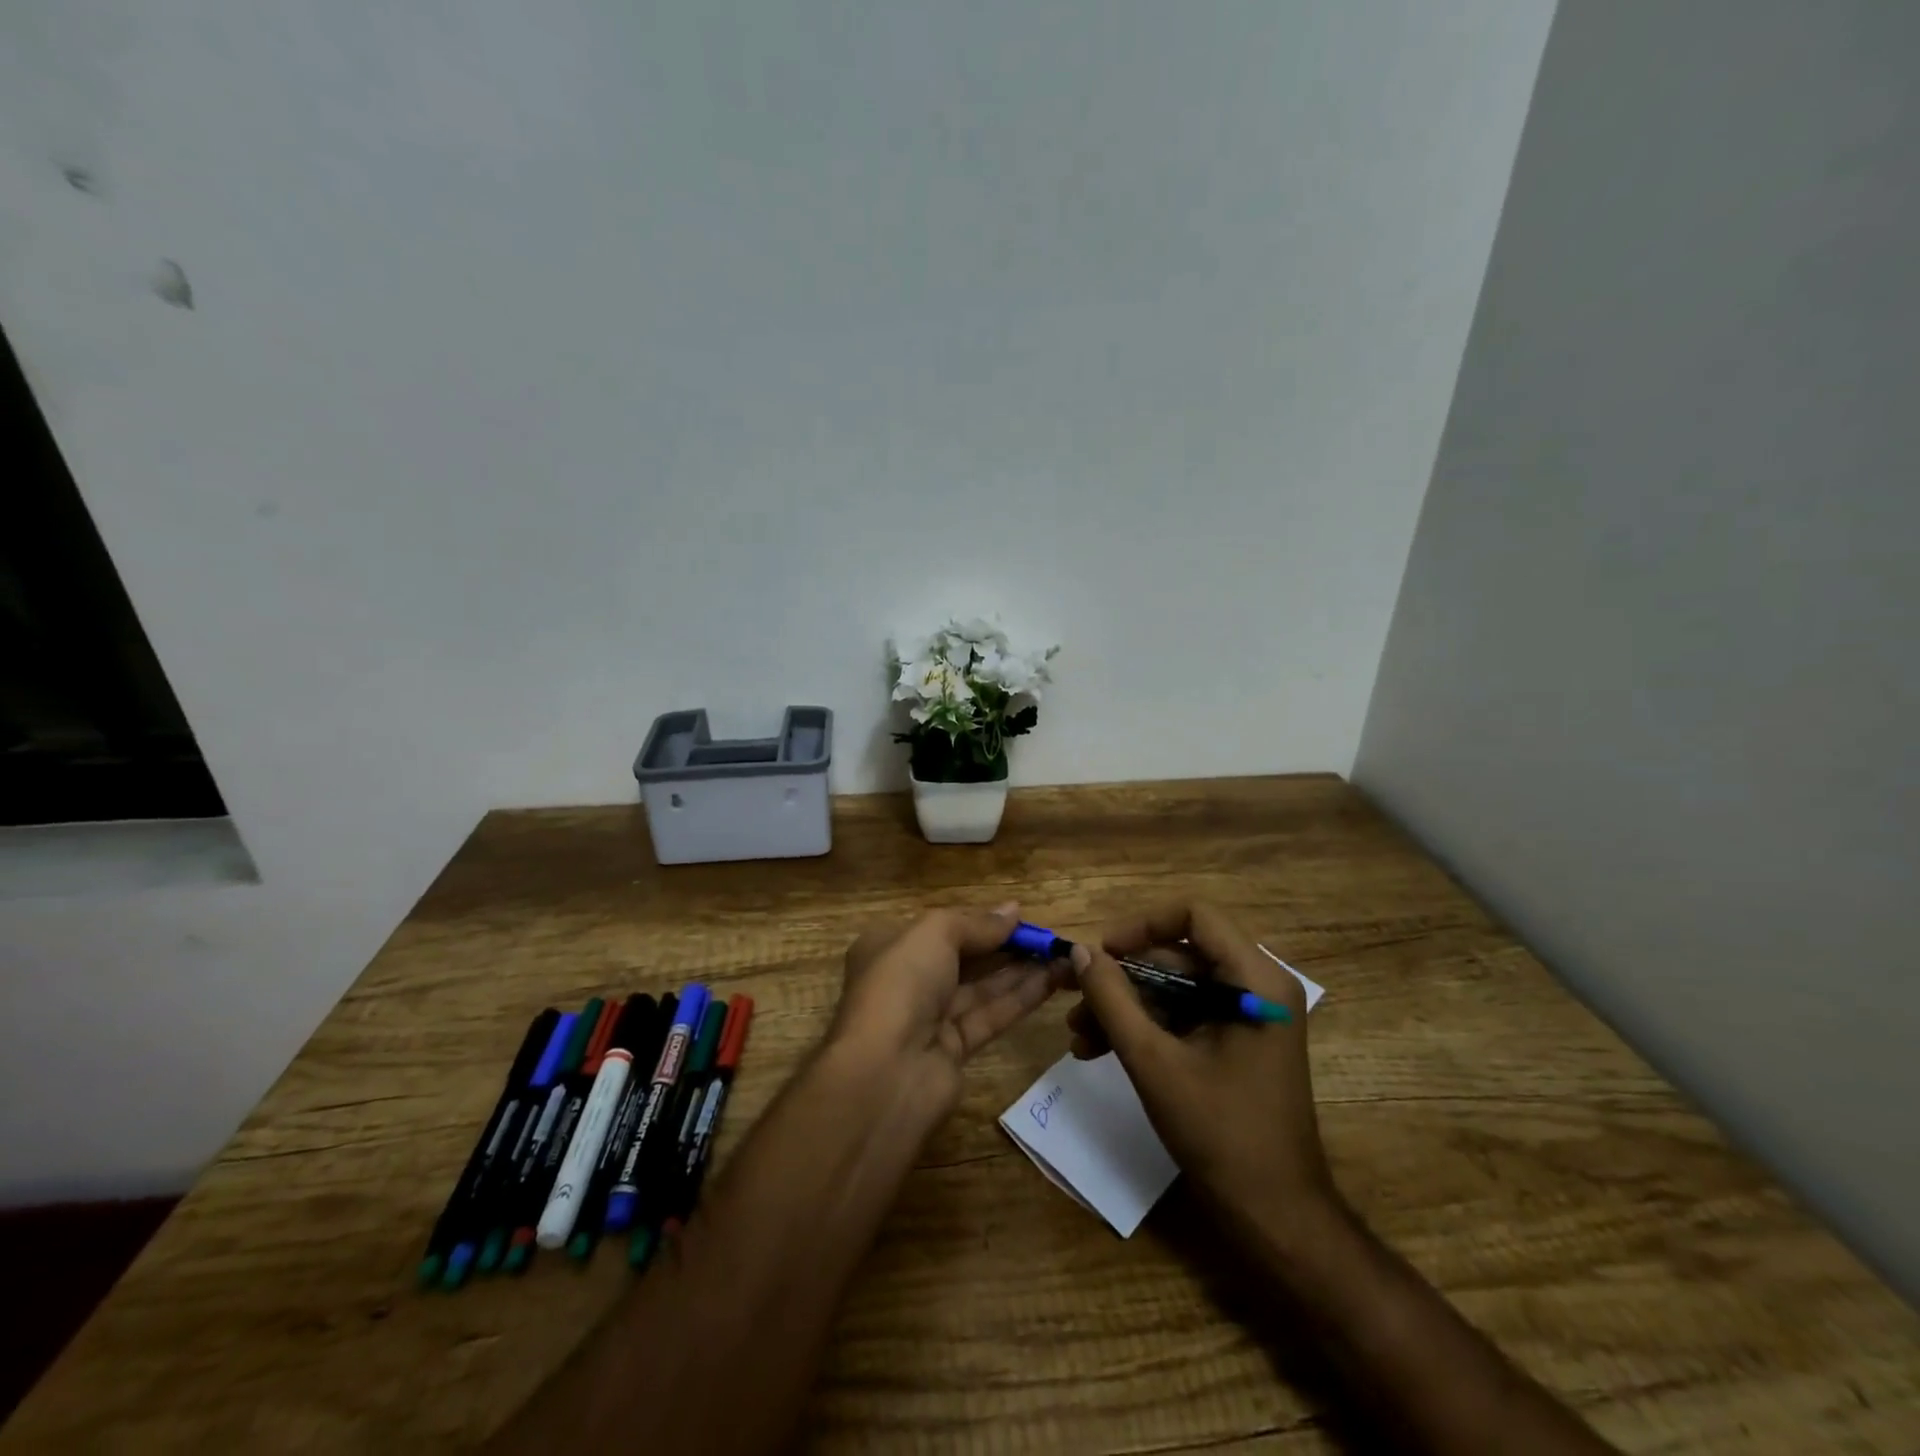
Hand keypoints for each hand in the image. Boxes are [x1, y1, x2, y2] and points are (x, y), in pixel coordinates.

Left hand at [832, 903, 1068, 1114]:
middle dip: (1005, 946)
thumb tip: (1013, 910)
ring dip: (1021, 971)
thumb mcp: (935, 934)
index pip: (940, 928)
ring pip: (981, 987)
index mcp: (889, 946)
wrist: (886, 1072)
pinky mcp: (953, 1050)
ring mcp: (929, 1017)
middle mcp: (907, 980)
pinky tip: (1053, 981)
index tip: (1019, 916)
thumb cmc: (902, 983)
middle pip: (964, 957)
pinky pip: (991, 1015)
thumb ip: (977, 923)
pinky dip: (1020, 998)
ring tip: (1061, 956)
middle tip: (1048, 938)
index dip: (979, 921)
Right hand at [1067, 901, 1332, 1230]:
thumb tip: (1080, 951)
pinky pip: (1183, 1015)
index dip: (1141, 925)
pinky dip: (1145, 1027)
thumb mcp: (1154, 1062)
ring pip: (1174, 987)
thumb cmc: (1221, 1134)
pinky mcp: (1236, 1041)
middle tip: (1075, 1000)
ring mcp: (1247, 1016)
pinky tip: (1100, 1050)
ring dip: (1125, 1007)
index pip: (1194, 916)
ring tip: (1078, 1035)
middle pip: (1178, 954)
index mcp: (1256, 981)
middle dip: (1123, 978)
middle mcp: (1258, 987)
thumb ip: (1113, 1000)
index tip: (1100, 952)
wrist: (1275, 1218)